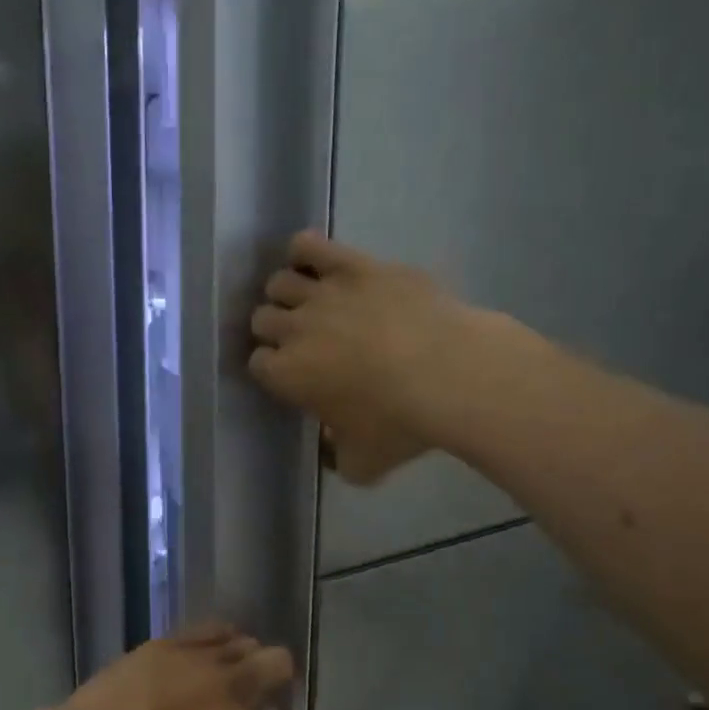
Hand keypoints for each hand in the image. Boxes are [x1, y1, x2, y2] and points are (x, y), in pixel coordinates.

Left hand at [59, 624, 293, 709]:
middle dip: (277, 674)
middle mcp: (230, 686)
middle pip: (276, 663)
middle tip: (262, 686)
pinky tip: (217, 643)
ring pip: (245, 642)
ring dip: (246, 655)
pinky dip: (222, 635)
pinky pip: (212, 628)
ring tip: (231, 667)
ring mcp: (201, 659)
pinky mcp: (172, 642)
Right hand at [249, 233, 485, 483]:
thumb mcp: (363, 464)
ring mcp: (322, 293)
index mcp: (287, 375)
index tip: (289, 374)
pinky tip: (314, 262)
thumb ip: (337, 459)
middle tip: (300, 339)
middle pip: (262, 319)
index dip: (271, 368)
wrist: (451, 374)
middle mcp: (294, 329)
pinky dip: (305, 252)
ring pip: (279, 282)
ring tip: (308, 303)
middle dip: (274, 330)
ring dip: (287, 294)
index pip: (257, 363)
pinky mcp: (354, 266)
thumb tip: (331, 450)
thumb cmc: (401, 423)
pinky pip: (311, 246)